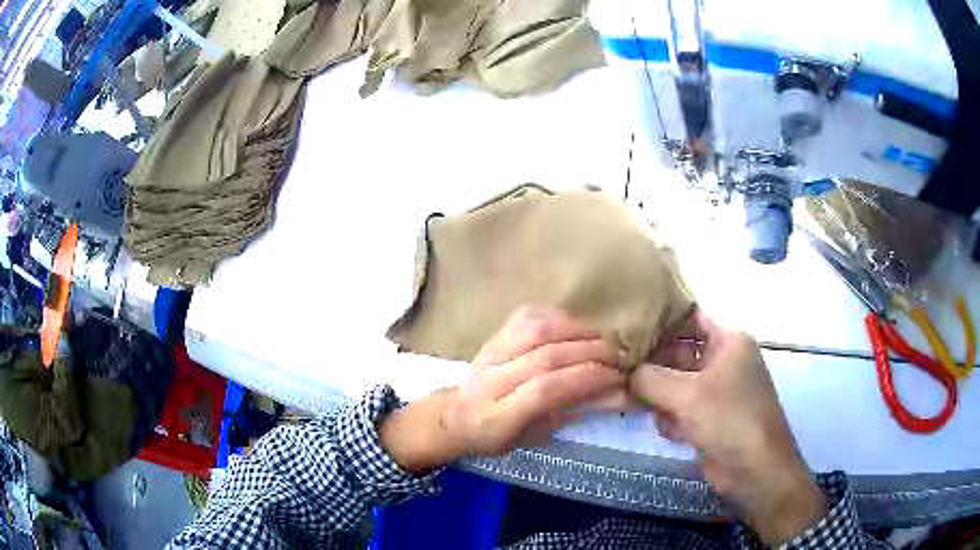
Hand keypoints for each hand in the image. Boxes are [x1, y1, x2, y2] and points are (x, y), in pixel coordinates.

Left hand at [380, 306, 625, 471]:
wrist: (454, 415)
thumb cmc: (498, 435)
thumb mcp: (536, 437)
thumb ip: (574, 413)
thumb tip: (620, 395)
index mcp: (499, 416)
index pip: (546, 389)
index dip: (587, 378)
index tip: (619, 378)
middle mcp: (492, 380)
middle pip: (546, 356)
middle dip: (593, 353)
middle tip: (621, 358)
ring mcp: (489, 353)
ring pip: (538, 330)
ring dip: (580, 331)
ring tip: (604, 341)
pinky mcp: (493, 334)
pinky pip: (528, 315)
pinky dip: (558, 316)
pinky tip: (577, 326)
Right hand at [628, 309, 826, 544]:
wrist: (755, 469)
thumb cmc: (729, 420)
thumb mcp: (687, 395)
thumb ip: (650, 378)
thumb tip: (624, 371)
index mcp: (728, 342)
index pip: (690, 317)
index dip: (660, 319)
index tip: (627, 325)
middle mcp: (723, 361)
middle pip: (679, 352)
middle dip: (653, 365)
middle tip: (621, 372)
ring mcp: (717, 391)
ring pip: (676, 383)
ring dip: (660, 396)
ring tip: (644, 406)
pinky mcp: (710, 417)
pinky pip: (681, 407)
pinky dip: (671, 416)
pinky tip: (671, 431)